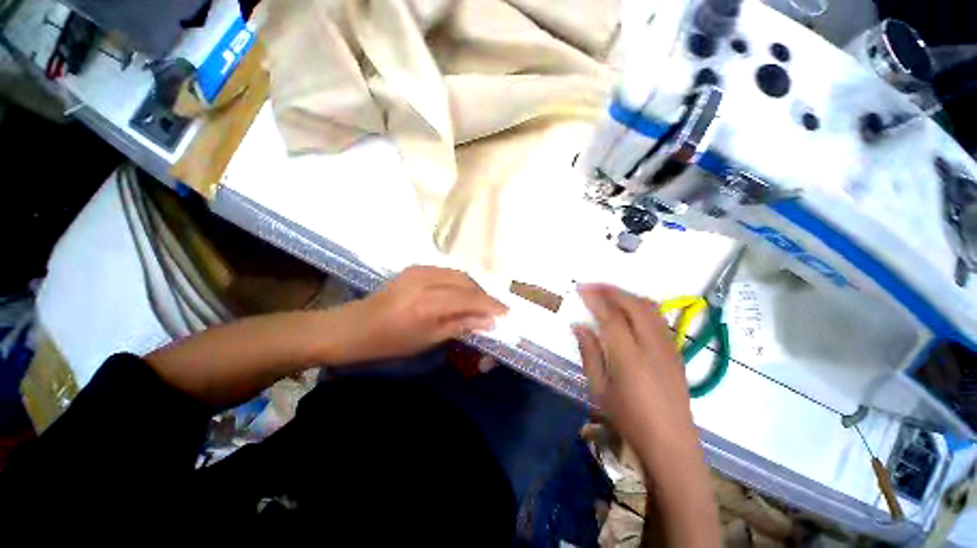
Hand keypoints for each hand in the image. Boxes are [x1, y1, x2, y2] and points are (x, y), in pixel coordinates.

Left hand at [329, 266, 507, 363]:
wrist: (353, 326)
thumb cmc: (388, 342)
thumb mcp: (427, 340)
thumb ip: (460, 325)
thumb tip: (488, 321)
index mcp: (426, 303)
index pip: (468, 298)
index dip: (490, 304)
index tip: (506, 312)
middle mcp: (424, 280)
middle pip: (466, 281)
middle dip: (483, 295)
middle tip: (494, 310)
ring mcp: (418, 270)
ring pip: (458, 274)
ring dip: (473, 288)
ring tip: (480, 303)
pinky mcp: (415, 268)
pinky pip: (447, 272)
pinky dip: (460, 282)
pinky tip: (462, 294)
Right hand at [573, 285, 698, 453]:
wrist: (672, 445)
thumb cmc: (629, 420)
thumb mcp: (600, 389)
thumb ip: (589, 353)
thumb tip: (579, 326)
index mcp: (630, 358)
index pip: (611, 317)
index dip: (595, 299)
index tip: (581, 288)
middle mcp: (653, 347)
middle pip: (634, 305)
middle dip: (612, 290)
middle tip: (593, 285)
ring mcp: (669, 348)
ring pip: (650, 308)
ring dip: (627, 295)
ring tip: (609, 293)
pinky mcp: (676, 352)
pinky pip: (658, 318)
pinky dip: (640, 305)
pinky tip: (629, 310)